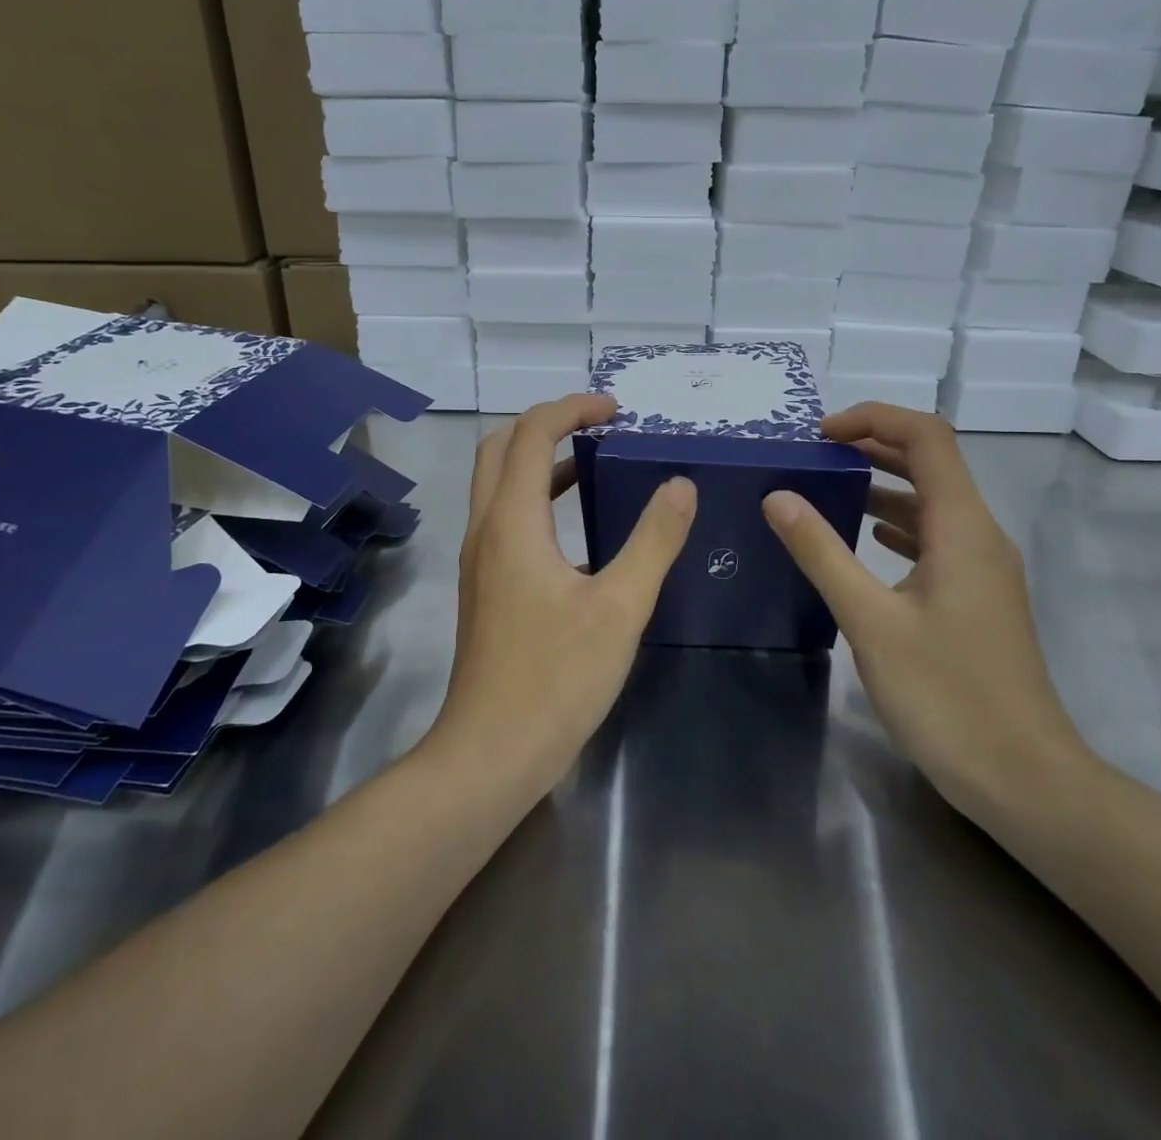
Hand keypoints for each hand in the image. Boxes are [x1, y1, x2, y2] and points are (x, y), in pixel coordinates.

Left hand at [432, 393, 696, 795]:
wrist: (491, 752)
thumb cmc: (557, 679)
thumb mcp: (620, 607)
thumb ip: (653, 541)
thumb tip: (680, 486)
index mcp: (512, 522)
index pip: (532, 434)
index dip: (572, 408)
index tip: (615, 408)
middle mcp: (486, 529)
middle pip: (501, 448)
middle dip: (546, 423)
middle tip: (597, 424)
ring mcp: (479, 559)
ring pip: (499, 484)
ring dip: (540, 460)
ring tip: (593, 461)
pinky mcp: (485, 586)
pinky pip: (505, 518)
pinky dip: (537, 498)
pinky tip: (578, 527)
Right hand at [761, 402, 1094, 818]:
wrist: (1024, 778)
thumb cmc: (946, 695)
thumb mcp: (871, 621)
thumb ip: (822, 553)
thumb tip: (778, 497)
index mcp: (962, 527)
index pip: (927, 437)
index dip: (874, 419)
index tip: (821, 435)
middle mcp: (980, 535)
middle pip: (932, 462)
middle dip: (874, 446)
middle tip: (815, 455)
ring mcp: (983, 568)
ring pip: (932, 502)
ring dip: (883, 485)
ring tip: (828, 489)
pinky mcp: (977, 597)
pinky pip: (935, 538)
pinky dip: (897, 525)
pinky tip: (865, 540)